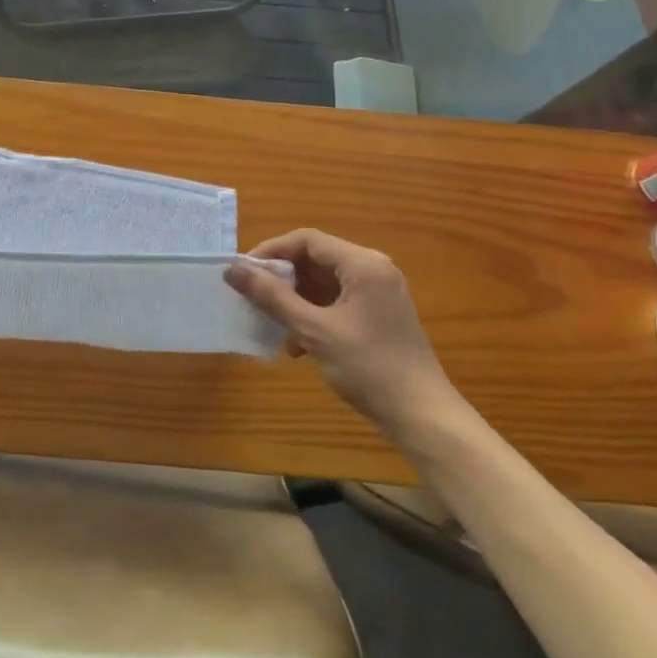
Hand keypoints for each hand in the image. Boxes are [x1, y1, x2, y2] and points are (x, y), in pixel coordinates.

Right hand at [225, 229, 460, 432]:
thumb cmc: (369, 367)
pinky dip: (314, 314)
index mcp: (363, 264)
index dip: (271, 251)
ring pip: (324, 282)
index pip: (307, 240)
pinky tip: (298, 344)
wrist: (423, 417)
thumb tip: (233, 269)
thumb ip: (273, 296)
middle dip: (282, 278)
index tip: (243, 271)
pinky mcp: (378, 315)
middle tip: (252, 297)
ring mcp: (378, 293)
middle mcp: (373, 269)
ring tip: (272, 324)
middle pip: (316, 259)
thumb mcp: (314, 331)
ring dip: (295, 300)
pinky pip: (337, 301)